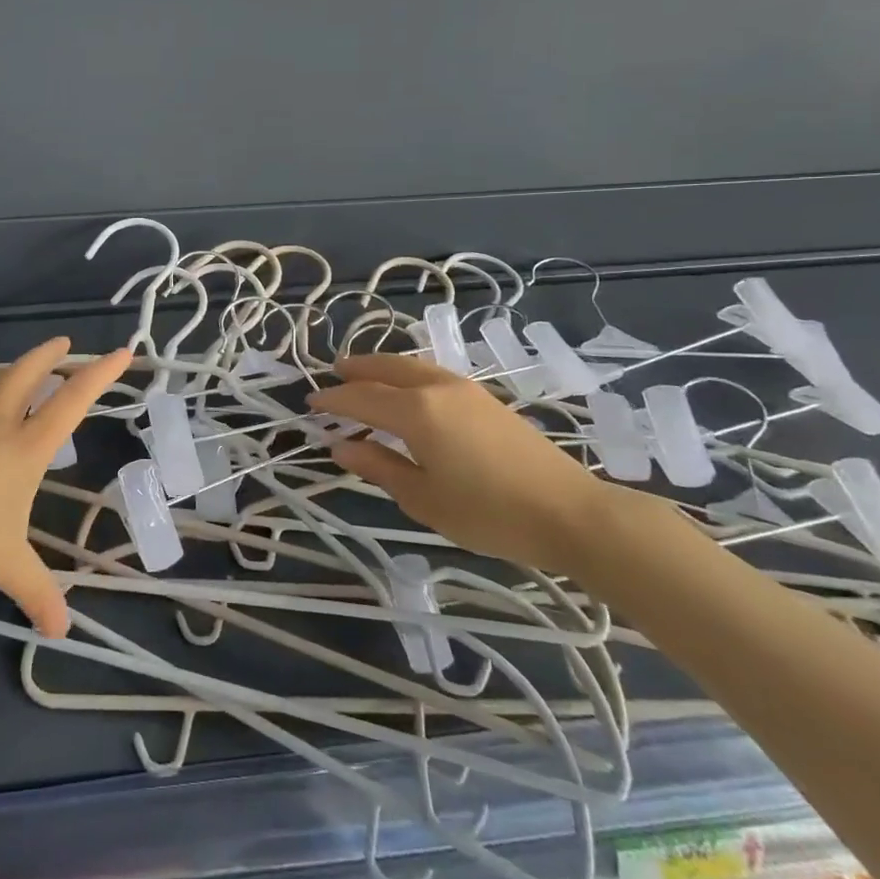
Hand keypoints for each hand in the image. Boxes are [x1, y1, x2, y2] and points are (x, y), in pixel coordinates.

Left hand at [0, 337, 130, 636]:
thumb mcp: (2, 564)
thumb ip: (35, 592)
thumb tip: (62, 631)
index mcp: (26, 447)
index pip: (72, 401)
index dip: (100, 375)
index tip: (121, 352)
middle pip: (29, 374)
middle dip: (50, 355)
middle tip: (64, 343)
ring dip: (10, 368)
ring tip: (18, 366)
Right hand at [306, 353, 610, 571]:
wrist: (569, 511)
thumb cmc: (489, 512)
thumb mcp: (424, 499)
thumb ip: (379, 467)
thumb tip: (340, 447)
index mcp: (416, 411)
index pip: (361, 397)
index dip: (333, 399)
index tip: (310, 402)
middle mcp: (436, 387)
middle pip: (386, 368)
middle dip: (356, 369)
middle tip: (332, 374)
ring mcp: (465, 388)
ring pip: (411, 366)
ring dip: (382, 368)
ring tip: (364, 376)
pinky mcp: (485, 398)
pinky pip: (431, 373)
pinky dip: (407, 375)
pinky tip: (407, 390)